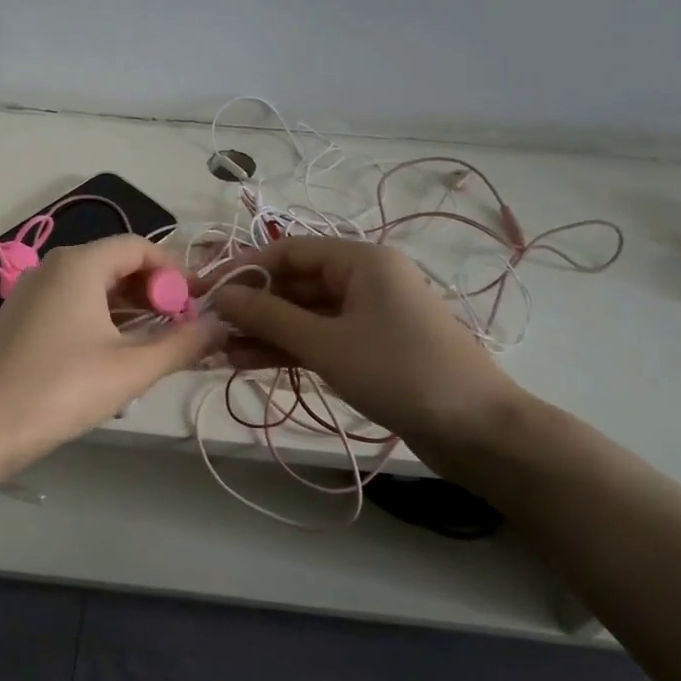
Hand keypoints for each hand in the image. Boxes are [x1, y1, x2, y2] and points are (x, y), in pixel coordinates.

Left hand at [0, 234, 225, 472]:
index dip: (175, 272)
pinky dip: (101, 325)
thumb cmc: (60, 389)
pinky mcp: (21, 320)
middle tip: (180, 332)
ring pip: (95, 290)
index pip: (140, 246)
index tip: (198, 306)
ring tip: (153, 353)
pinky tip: (113, 363)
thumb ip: (183, 344)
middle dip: (154, 295)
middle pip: (117, 265)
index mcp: (79, 264)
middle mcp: (53, 267)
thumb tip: (222, 325)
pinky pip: (73, 308)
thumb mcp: (131, 369)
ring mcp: (32, 293)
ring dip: (130, 315)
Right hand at [206, 236, 530, 461]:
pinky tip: (247, 363)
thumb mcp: (326, 343)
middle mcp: (363, 279)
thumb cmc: (399, 372)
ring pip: (303, 315)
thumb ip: (268, 317)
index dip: (243, 270)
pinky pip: (318, 338)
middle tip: (206, 330)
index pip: (287, 251)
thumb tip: (219, 296)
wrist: (477, 430)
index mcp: (360, 260)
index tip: (204, 293)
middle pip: (294, 283)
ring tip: (217, 352)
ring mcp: (367, 315)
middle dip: (250, 306)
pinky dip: (286, 349)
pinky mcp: (368, 347)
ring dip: (263, 331)